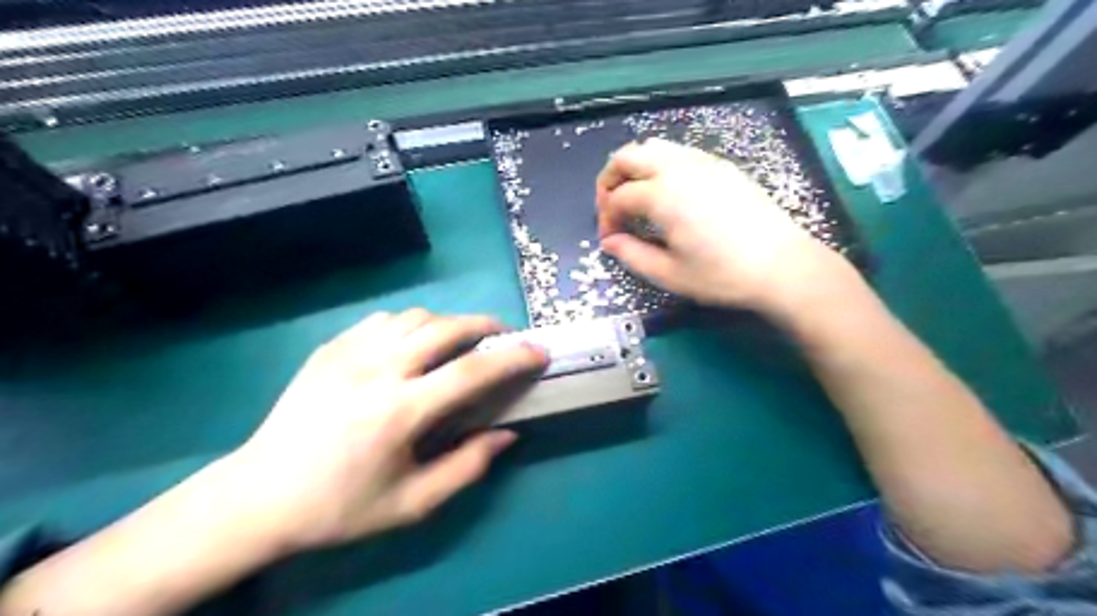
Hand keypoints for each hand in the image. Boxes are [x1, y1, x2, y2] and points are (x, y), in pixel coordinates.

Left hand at [226, 307, 547, 551]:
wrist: (259, 496)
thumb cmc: (340, 506)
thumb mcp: (412, 504)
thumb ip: (467, 467)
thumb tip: (506, 434)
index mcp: (400, 411)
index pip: (472, 371)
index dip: (513, 357)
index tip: (540, 351)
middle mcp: (377, 370)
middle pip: (446, 327)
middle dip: (486, 325)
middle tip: (504, 337)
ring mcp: (349, 353)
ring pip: (415, 317)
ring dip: (448, 323)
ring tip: (460, 343)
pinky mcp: (330, 348)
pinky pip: (383, 321)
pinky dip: (411, 326)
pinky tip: (412, 346)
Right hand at [598, 137, 851, 314]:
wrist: (782, 265)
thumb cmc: (722, 275)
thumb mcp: (669, 274)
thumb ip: (632, 254)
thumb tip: (609, 242)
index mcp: (662, 195)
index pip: (618, 197)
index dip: (606, 217)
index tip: (610, 239)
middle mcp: (679, 168)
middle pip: (628, 156)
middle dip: (610, 179)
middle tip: (611, 208)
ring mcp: (703, 162)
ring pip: (654, 147)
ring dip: (634, 168)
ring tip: (636, 198)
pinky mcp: (721, 166)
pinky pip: (679, 152)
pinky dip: (660, 165)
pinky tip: (668, 193)